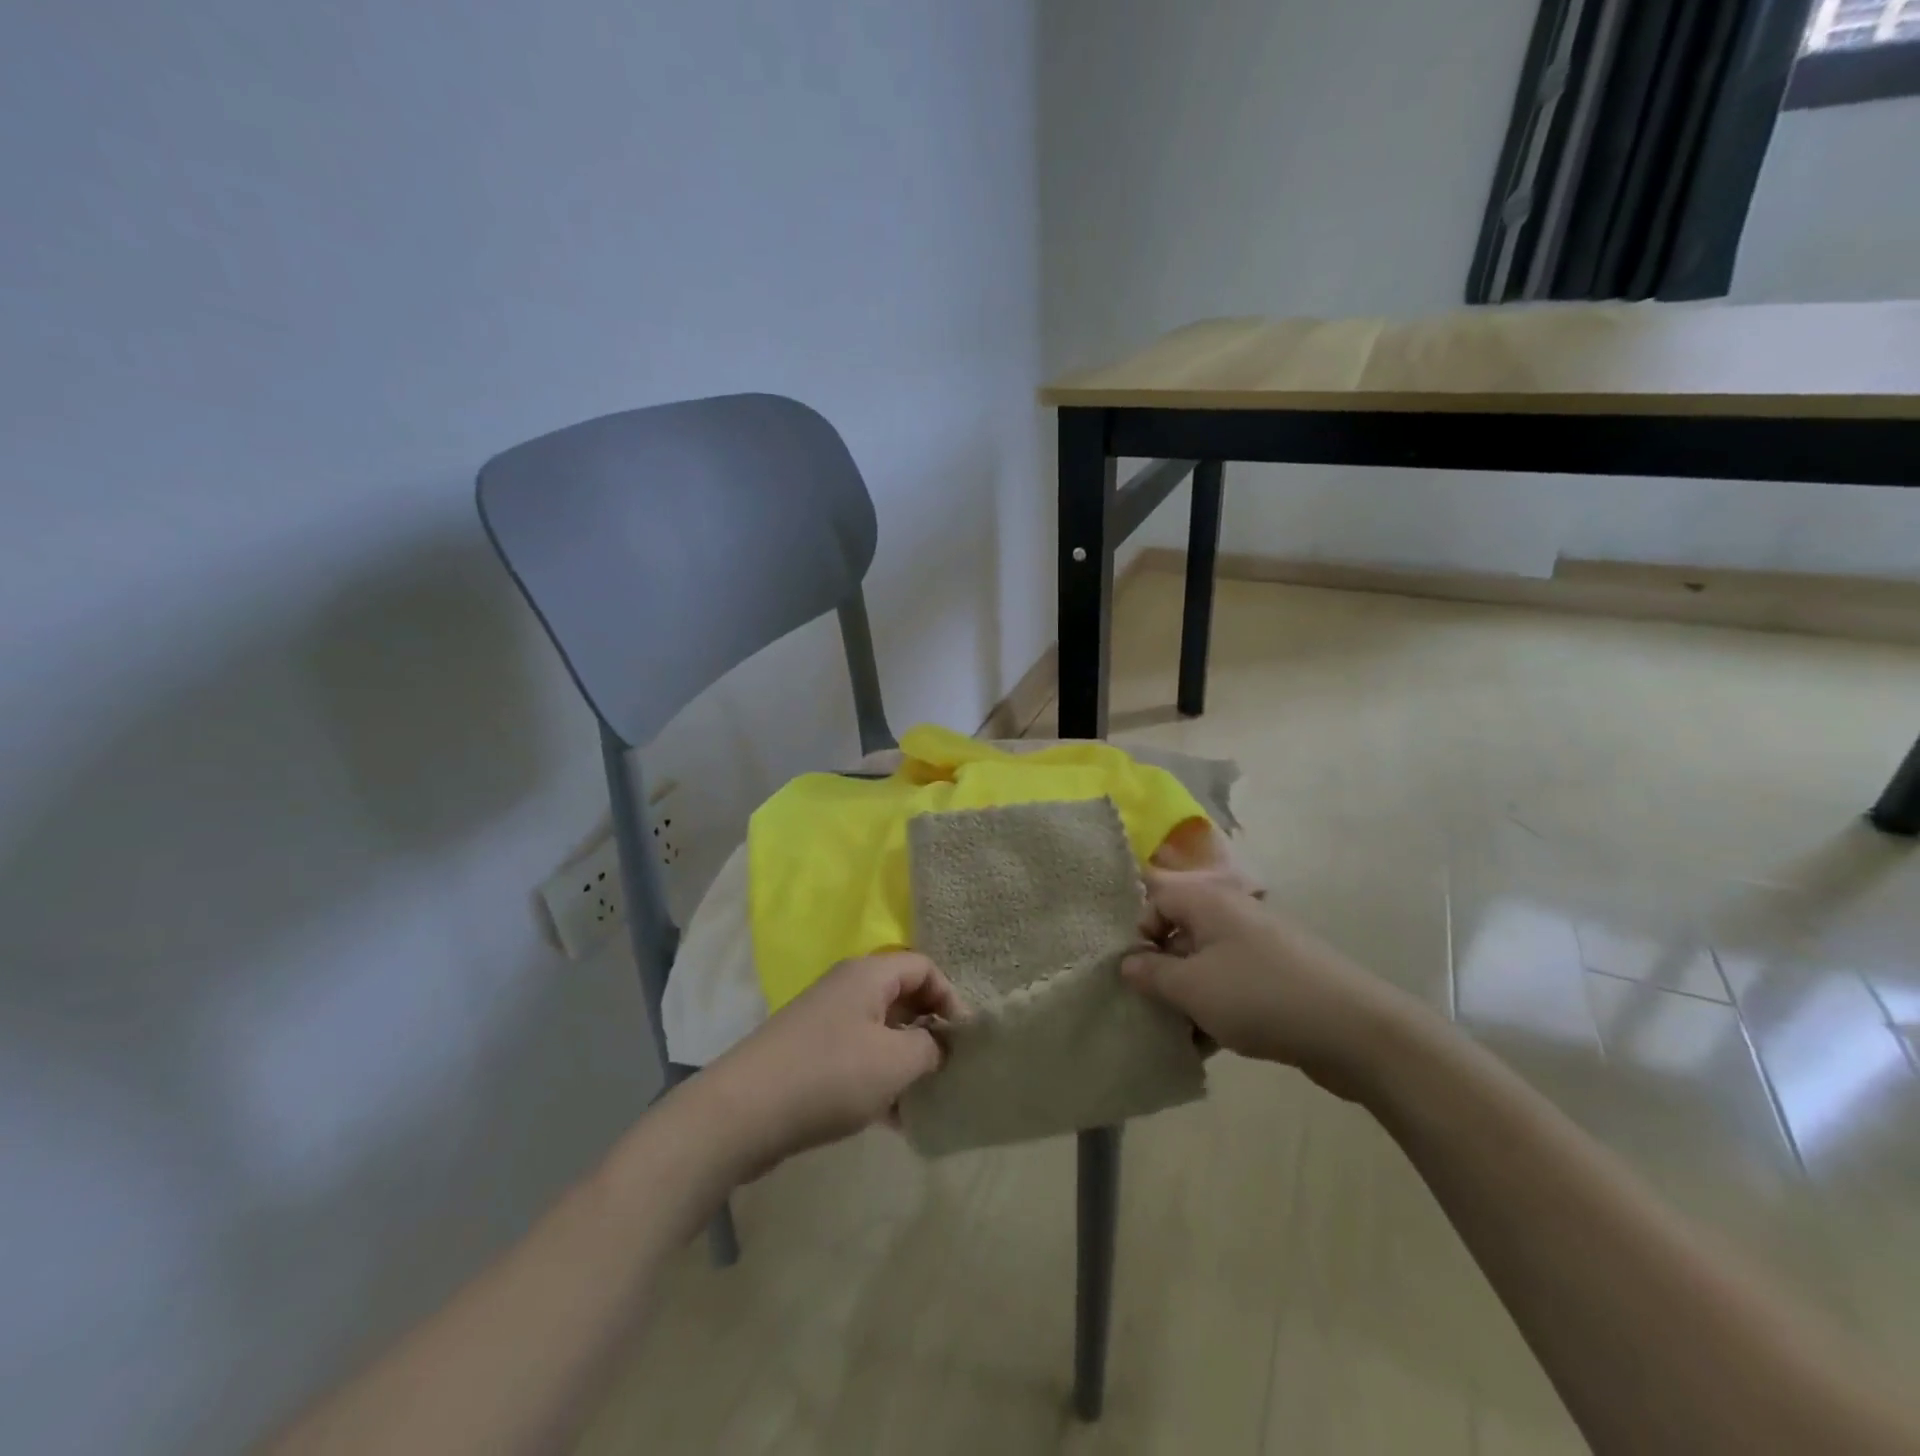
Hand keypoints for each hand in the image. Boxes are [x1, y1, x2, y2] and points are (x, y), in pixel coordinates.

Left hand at [697, 952, 962, 1177]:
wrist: (743, 1112)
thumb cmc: (829, 1075)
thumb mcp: (895, 1061)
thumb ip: (930, 1048)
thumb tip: (938, 1046)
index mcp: (868, 975)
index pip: (924, 968)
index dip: (950, 998)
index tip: (962, 1041)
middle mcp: (847, 989)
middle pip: (902, 998)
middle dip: (929, 1033)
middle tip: (948, 1071)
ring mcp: (825, 1022)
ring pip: (880, 1033)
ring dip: (905, 1063)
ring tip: (924, 1101)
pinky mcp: (809, 1055)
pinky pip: (857, 1058)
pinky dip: (879, 1081)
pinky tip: (893, 1121)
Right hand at [1122, 870, 1414, 1096]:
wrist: (1353, 1029)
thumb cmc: (1258, 996)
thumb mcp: (1191, 987)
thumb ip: (1150, 974)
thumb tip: (1127, 963)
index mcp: (1207, 902)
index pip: (1156, 900)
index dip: (1138, 933)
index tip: (1134, 973)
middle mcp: (1231, 915)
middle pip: (1180, 934)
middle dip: (1161, 972)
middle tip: (1150, 1008)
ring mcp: (1258, 947)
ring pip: (1205, 965)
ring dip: (1187, 997)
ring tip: (1180, 1035)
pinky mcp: (1277, 978)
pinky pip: (1232, 986)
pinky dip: (1216, 1009)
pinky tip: (1210, 1045)